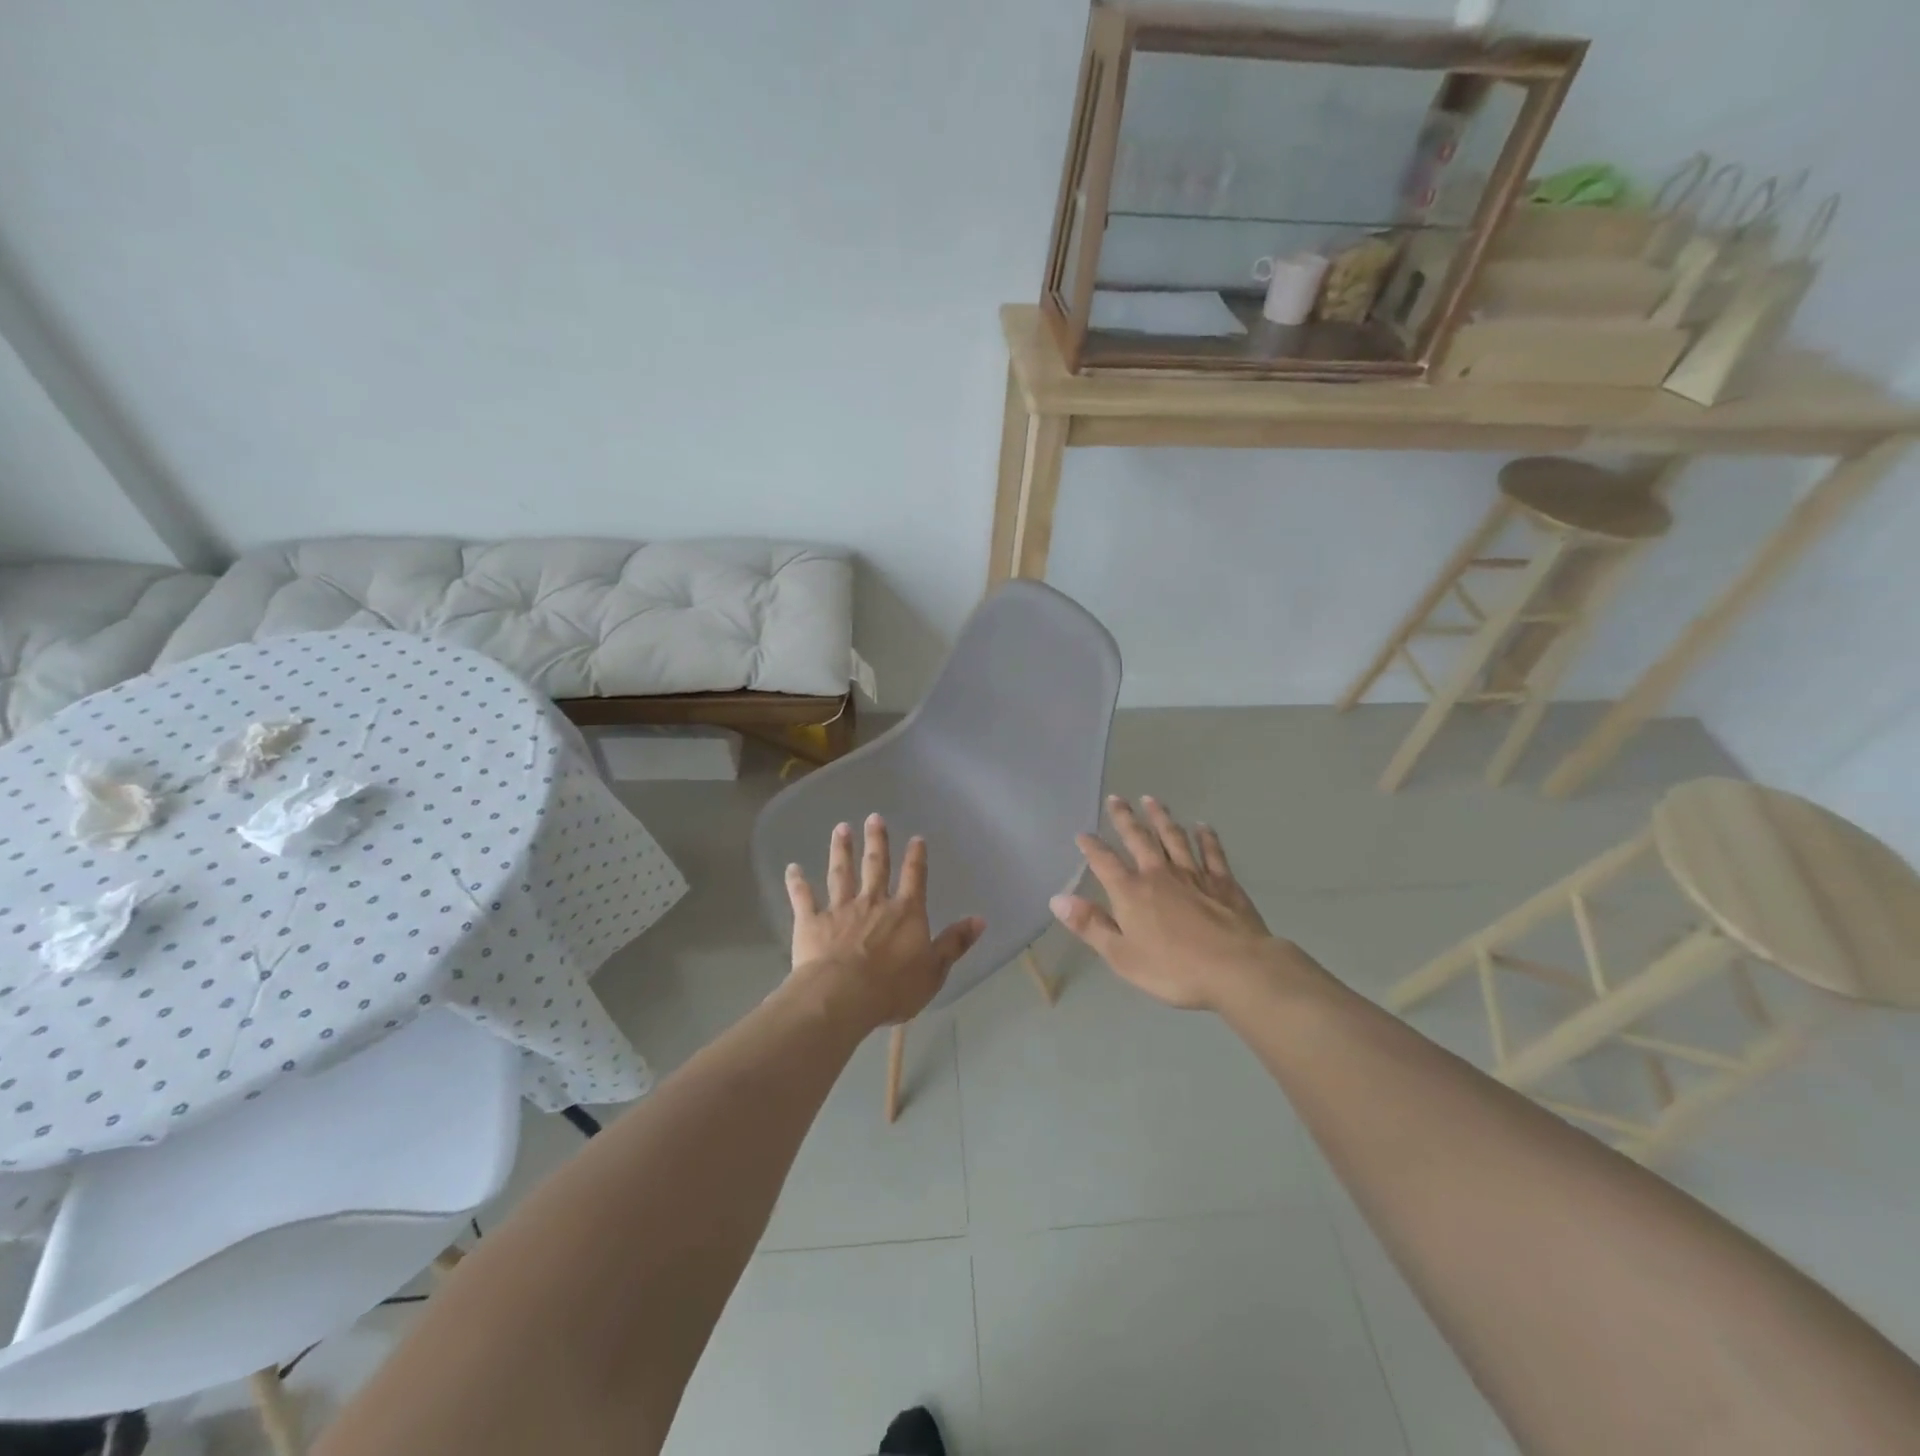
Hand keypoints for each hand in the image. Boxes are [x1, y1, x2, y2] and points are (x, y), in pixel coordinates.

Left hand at [784, 814, 984, 1030]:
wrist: (843, 996)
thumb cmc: (893, 987)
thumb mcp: (934, 969)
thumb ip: (954, 943)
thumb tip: (980, 919)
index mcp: (905, 912)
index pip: (914, 878)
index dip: (916, 858)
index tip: (916, 838)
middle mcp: (873, 902)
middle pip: (876, 865)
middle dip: (876, 841)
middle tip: (873, 817)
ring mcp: (840, 909)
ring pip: (841, 873)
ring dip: (841, 850)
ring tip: (840, 829)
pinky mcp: (812, 922)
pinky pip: (803, 898)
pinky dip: (797, 882)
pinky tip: (792, 868)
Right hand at [1050, 795, 1305, 1010]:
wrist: (1235, 968)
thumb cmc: (1173, 968)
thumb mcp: (1121, 955)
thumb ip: (1090, 925)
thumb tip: (1057, 899)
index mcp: (1131, 892)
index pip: (1104, 862)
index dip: (1091, 847)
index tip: (1082, 834)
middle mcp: (1158, 874)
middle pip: (1138, 839)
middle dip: (1125, 819)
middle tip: (1116, 798)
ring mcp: (1193, 874)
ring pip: (1173, 838)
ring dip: (1161, 818)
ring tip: (1152, 800)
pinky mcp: (1223, 881)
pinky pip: (1212, 852)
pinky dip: (1206, 837)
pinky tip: (1202, 826)